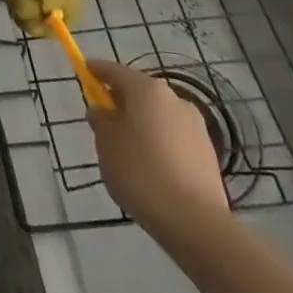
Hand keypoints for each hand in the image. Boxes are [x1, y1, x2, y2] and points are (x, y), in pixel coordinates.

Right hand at [87, 59, 230, 239]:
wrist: (194, 221)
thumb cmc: (140, 172)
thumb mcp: (106, 143)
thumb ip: (101, 120)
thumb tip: (103, 111)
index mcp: (147, 90)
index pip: (115, 70)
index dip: (97, 70)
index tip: (85, 71)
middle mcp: (174, 99)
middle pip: (140, 92)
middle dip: (121, 101)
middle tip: (104, 118)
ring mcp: (195, 126)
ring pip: (158, 115)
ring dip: (142, 123)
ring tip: (127, 149)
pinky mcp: (208, 153)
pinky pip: (174, 137)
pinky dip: (158, 142)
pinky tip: (150, 166)